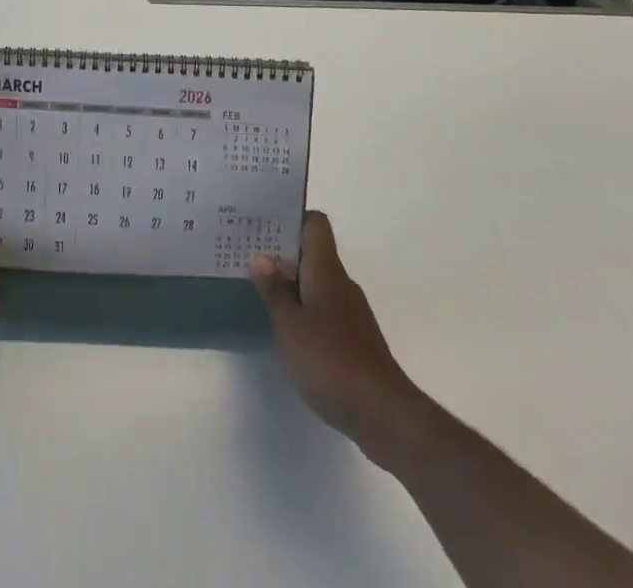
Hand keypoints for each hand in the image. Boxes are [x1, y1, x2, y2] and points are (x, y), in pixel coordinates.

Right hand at [250, 211, 426, 462]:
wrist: (383, 414)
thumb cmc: (331, 361)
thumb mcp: (290, 325)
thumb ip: (274, 290)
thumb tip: (260, 256)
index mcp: (326, 270)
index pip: (315, 224)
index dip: (291, 218)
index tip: (263, 224)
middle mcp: (341, 283)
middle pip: (313, 253)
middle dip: (282, 253)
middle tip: (248, 256)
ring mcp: (351, 313)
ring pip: (317, 283)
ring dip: (292, 284)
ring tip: (260, 292)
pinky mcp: (354, 340)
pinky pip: (324, 310)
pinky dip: (305, 311)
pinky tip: (286, 330)